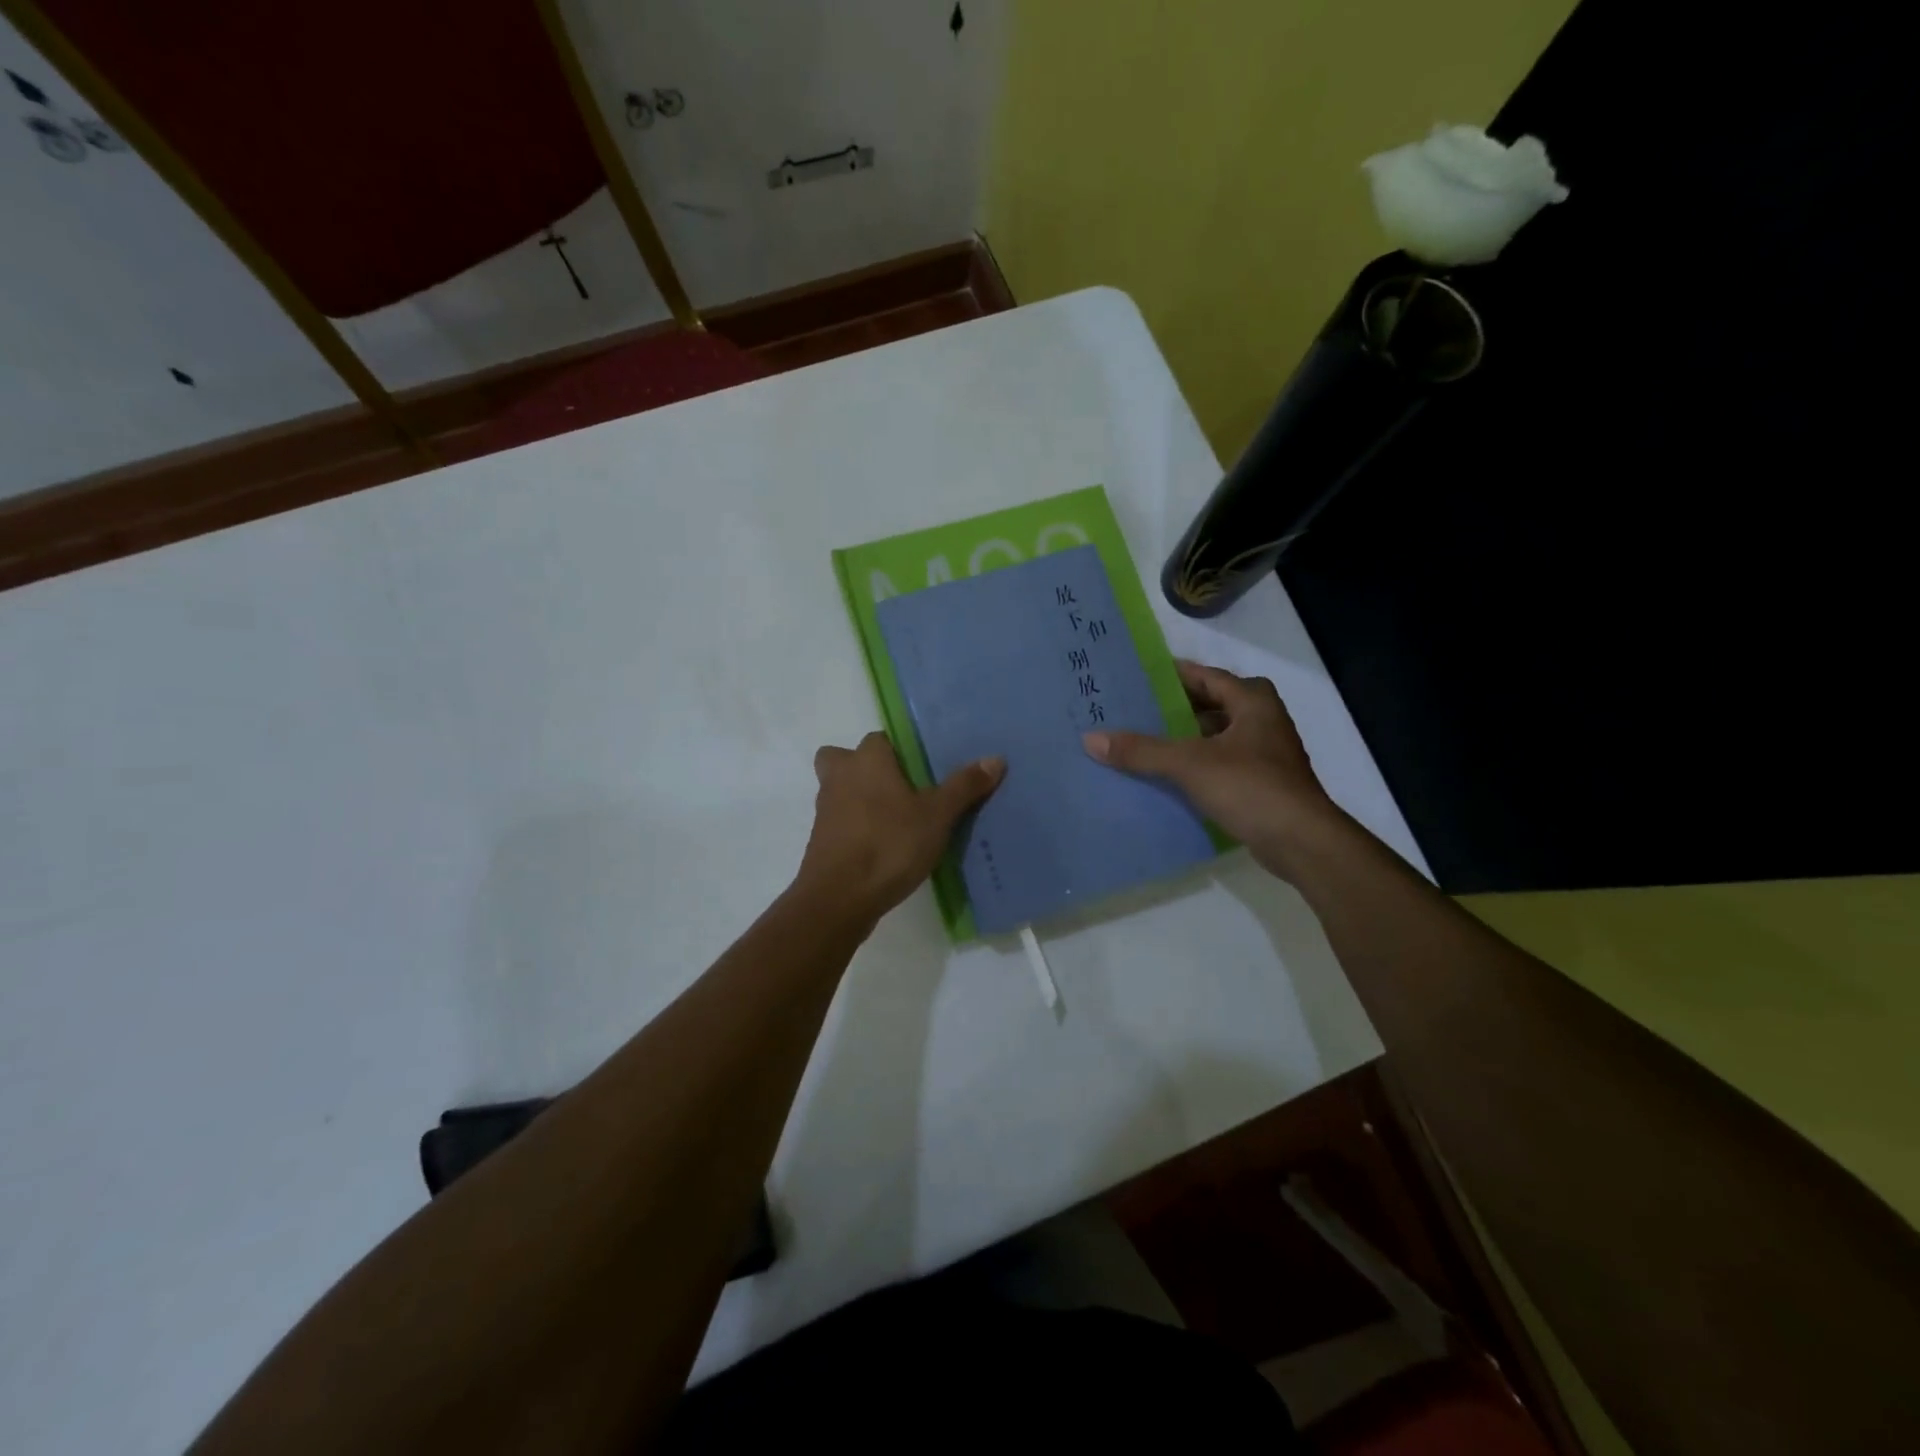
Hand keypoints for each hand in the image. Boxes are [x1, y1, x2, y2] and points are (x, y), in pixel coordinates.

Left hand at [795, 731, 1004, 926]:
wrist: (839, 898)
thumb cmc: (889, 844)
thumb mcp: (937, 816)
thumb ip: (964, 786)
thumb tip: (995, 758)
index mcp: (867, 760)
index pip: (880, 739)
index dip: (899, 751)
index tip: (922, 769)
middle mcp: (840, 776)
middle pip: (845, 759)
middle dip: (865, 768)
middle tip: (898, 789)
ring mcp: (825, 809)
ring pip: (839, 790)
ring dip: (859, 799)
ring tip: (896, 821)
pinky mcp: (820, 840)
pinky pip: (839, 822)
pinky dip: (855, 828)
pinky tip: (882, 846)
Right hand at [1083, 660, 1340, 878]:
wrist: (1301, 841)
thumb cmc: (1250, 787)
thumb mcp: (1189, 764)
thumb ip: (1141, 751)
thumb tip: (1091, 738)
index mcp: (1253, 702)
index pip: (1207, 676)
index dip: (1174, 674)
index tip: (1139, 676)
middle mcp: (1263, 721)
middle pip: (1212, 705)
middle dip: (1176, 707)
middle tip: (1135, 709)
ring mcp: (1266, 754)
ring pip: (1217, 736)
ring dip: (1186, 738)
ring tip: (1145, 741)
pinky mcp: (1263, 783)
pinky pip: (1221, 763)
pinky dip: (1197, 764)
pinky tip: (1169, 775)